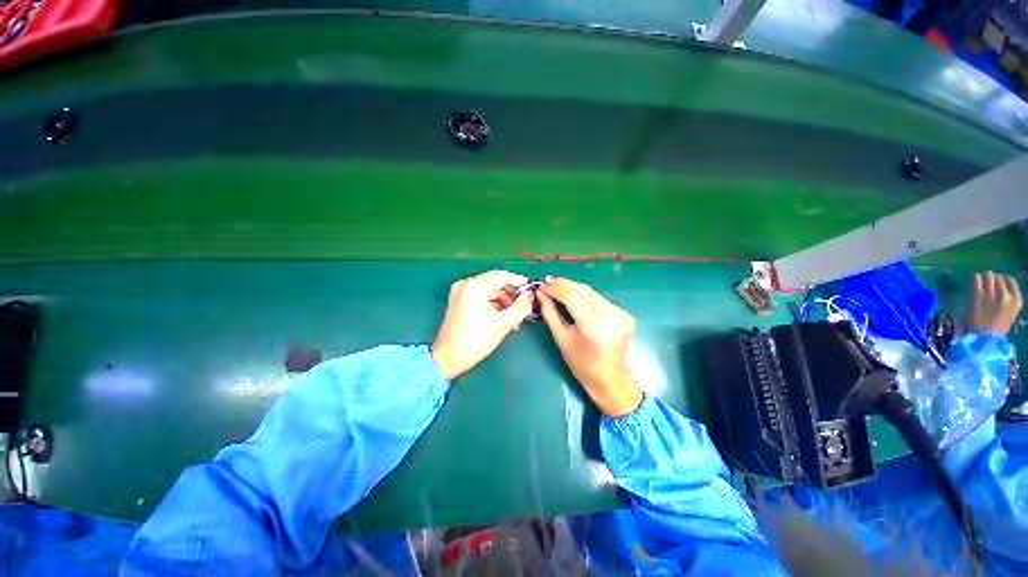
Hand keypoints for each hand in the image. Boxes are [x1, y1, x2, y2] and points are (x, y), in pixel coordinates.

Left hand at [431, 270, 533, 380]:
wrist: (449, 358)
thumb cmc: (477, 340)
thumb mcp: (504, 323)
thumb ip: (522, 306)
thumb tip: (530, 295)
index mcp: (475, 286)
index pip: (503, 277)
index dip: (520, 282)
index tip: (533, 289)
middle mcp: (467, 284)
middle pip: (496, 282)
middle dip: (513, 293)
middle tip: (526, 304)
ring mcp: (462, 291)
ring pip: (490, 290)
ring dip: (505, 302)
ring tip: (516, 318)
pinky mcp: (461, 300)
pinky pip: (482, 297)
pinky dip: (495, 305)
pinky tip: (505, 319)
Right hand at [537, 276, 642, 417]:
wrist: (610, 378)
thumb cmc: (581, 364)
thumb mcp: (561, 339)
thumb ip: (550, 313)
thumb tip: (540, 293)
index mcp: (595, 327)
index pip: (572, 297)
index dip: (555, 289)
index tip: (541, 285)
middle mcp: (611, 317)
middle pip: (583, 290)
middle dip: (563, 284)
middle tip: (547, 280)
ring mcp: (621, 314)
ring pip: (592, 292)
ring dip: (573, 287)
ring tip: (556, 284)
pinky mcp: (624, 313)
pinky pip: (599, 299)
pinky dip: (584, 295)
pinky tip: (572, 294)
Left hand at [967, 271, 1021, 335]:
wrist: (983, 339)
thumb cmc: (994, 330)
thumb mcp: (1008, 314)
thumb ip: (1006, 302)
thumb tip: (999, 289)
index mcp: (1016, 301)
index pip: (1010, 280)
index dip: (1001, 280)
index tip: (995, 284)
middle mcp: (1006, 295)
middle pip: (998, 277)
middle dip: (991, 280)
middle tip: (985, 286)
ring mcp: (992, 294)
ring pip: (988, 275)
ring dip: (982, 278)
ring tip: (978, 285)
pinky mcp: (978, 295)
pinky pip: (976, 278)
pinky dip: (974, 279)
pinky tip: (972, 284)